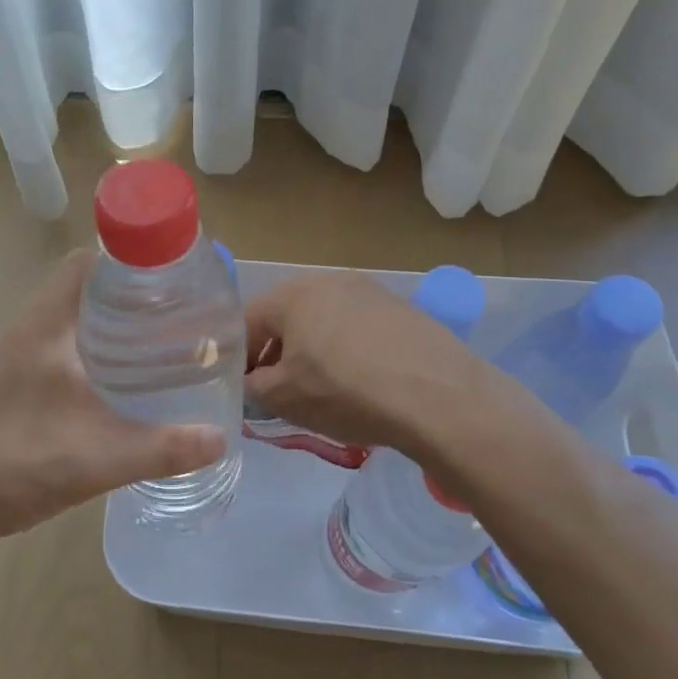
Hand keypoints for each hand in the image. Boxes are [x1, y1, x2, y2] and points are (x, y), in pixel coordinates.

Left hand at [0, 249, 227, 545]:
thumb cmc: (9, 460)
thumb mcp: (96, 457)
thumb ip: (161, 449)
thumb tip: (219, 439)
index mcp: (45, 327)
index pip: (85, 264)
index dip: (127, 262)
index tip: (168, 281)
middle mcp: (22, 335)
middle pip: (78, 296)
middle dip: (125, 304)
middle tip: (171, 325)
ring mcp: (3, 365)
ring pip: (61, 332)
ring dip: (100, 337)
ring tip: (146, 359)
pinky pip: (47, 363)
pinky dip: (79, 367)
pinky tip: (100, 402)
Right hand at [244, 271, 484, 453]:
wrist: (438, 397)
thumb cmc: (346, 391)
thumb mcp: (284, 398)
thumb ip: (253, 387)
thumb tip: (250, 383)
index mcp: (294, 295)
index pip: (247, 322)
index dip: (239, 357)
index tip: (244, 388)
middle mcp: (330, 281)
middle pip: (288, 317)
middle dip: (277, 353)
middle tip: (279, 390)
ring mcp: (371, 292)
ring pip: (325, 321)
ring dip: (313, 351)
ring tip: (322, 389)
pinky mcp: (403, 310)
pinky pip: (359, 329)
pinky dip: (349, 352)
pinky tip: (361, 383)